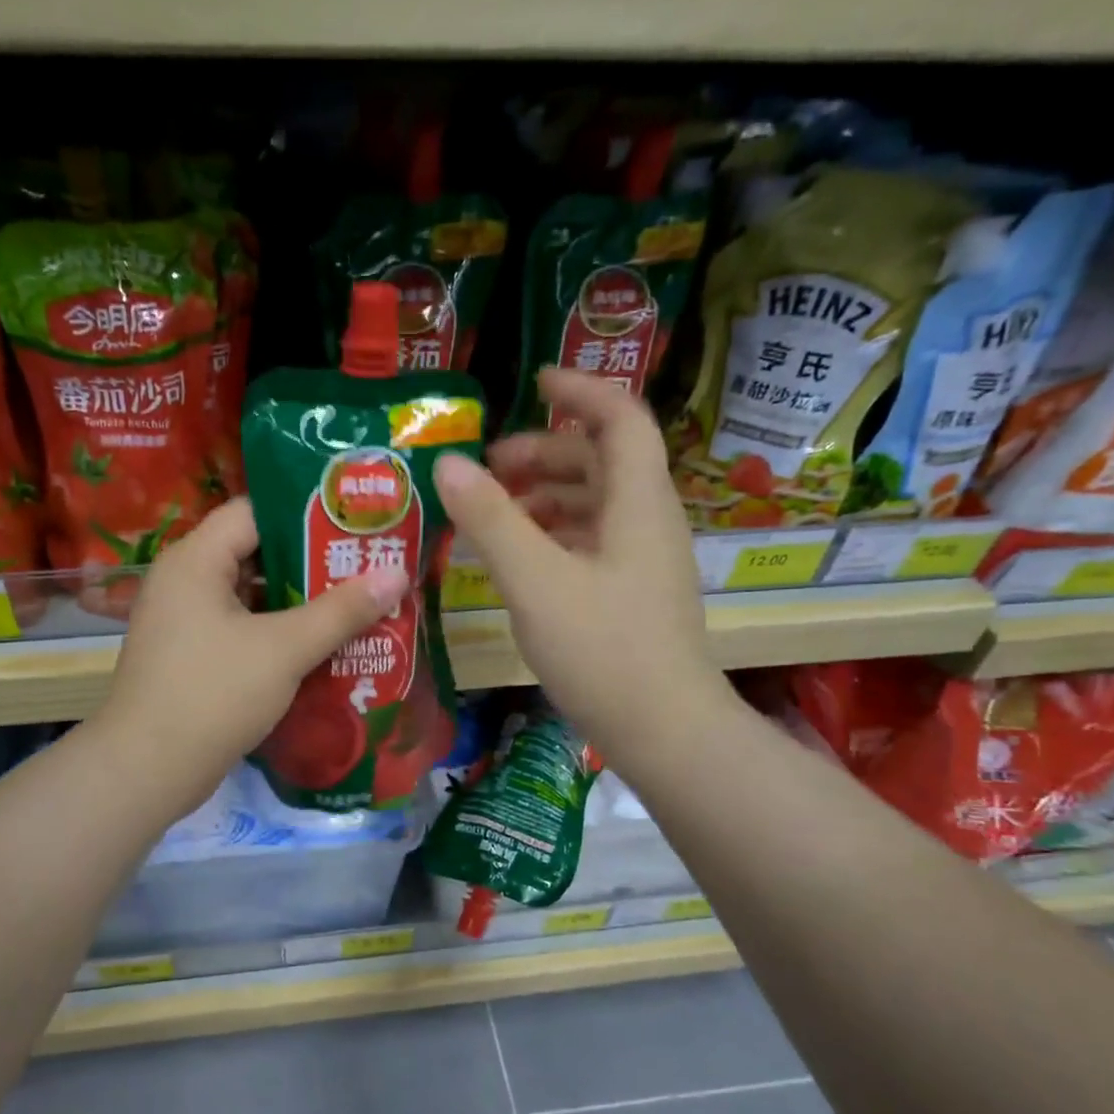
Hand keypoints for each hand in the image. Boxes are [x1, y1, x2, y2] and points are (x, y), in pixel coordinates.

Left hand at [91, 496, 407, 813]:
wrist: (147, 770)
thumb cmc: (214, 694)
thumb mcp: (285, 649)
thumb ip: (341, 610)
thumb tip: (397, 572)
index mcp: (195, 560)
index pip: (254, 511)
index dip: (305, 513)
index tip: (353, 524)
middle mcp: (183, 580)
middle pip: (254, 552)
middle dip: (310, 561)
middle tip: (364, 565)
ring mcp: (183, 621)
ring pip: (249, 595)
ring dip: (297, 601)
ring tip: (354, 602)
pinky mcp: (189, 656)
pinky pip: (240, 628)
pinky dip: (276, 631)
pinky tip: (318, 644)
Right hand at [435, 368, 734, 762]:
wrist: (665, 732)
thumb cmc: (603, 650)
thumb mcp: (536, 580)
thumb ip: (491, 519)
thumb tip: (448, 463)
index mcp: (638, 503)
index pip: (620, 419)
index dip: (581, 389)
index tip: (534, 380)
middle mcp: (649, 522)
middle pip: (602, 462)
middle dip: (545, 452)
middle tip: (488, 468)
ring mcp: (645, 562)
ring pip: (596, 505)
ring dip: (546, 496)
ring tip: (494, 512)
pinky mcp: (634, 597)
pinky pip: (593, 543)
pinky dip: (554, 536)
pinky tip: (520, 560)